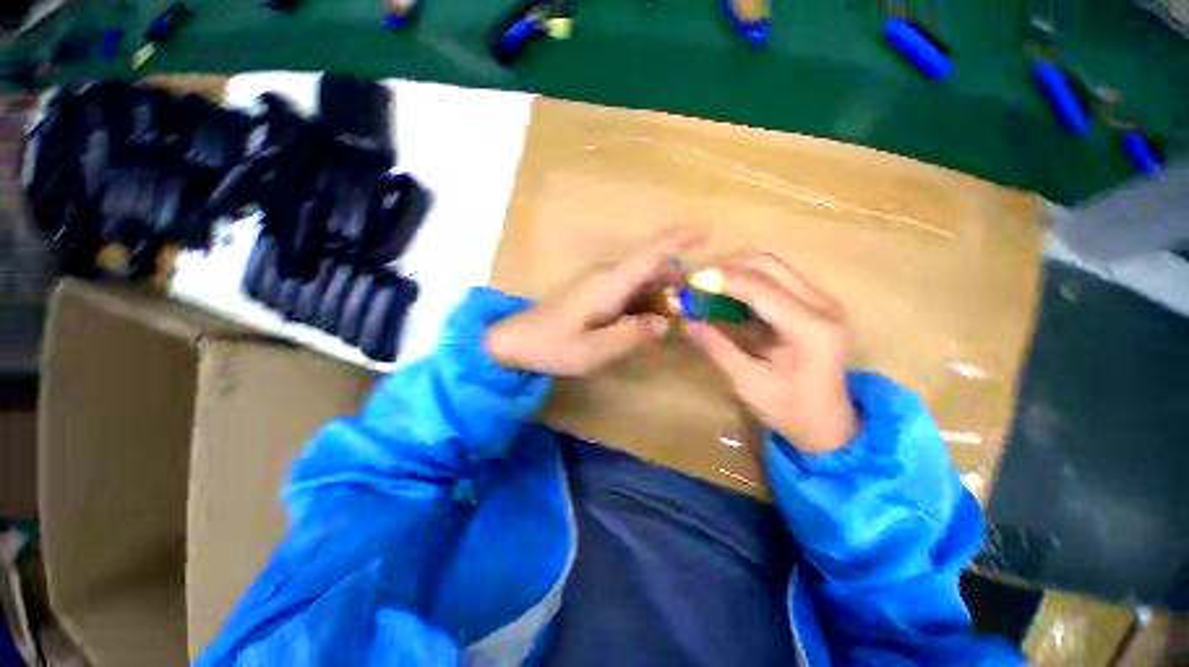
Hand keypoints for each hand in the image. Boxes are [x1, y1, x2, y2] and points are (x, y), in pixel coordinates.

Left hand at [486, 229, 704, 375]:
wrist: (519, 341)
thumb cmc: (555, 345)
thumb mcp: (597, 350)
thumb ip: (634, 335)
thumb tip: (665, 322)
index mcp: (611, 282)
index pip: (651, 252)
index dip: (680, 240)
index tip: (706, 235)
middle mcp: (609, 275)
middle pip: (652, 268)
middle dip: (676, 285)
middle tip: (690, 315)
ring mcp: (601, 282)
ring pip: (641, 281)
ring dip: (660, 297)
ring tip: (671, 325)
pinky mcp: (595, 292)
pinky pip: (629, 291)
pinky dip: (644, 303)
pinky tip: (647, 325)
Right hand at [685, 255, 856, 453]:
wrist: (830, 425)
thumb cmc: (790, 411)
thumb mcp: (747, 382)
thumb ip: (716, 347)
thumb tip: (686, 321)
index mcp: (811, 329)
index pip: (760, 288)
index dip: (722, 280)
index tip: (691, 282)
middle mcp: (823, 306)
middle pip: (769, 265)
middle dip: (728, 267)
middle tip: (698, 281)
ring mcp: (823, 302)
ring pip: (773, 268)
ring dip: (737, 271)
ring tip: (708, 286)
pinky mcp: (816, 305)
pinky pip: (777, 280)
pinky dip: (748, 282)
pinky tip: (728, 296)